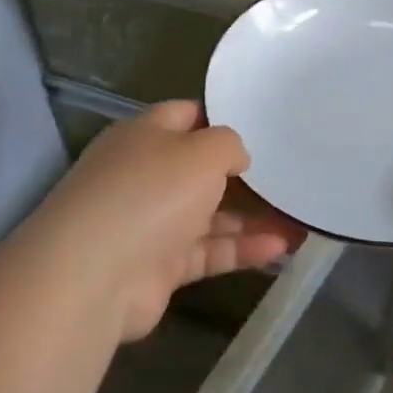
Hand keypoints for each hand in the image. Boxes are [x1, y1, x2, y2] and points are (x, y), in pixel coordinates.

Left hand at [8, 102, 301, 341]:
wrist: (93, 277)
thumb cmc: (150, 193)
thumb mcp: (203, 150)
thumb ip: (229, 145)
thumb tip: (237, 158)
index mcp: (144, 136)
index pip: (187, 116)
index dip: (223, 118)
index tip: (264, 126)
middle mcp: (145, 176)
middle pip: (201, 169)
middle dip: (244, 175)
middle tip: (289, 174)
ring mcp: (150, 223)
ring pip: (210, 215)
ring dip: (252, 217)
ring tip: (300, 219)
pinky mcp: (159, 267)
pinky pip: (208, 251)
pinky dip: (242, 248)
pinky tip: (281, 247)